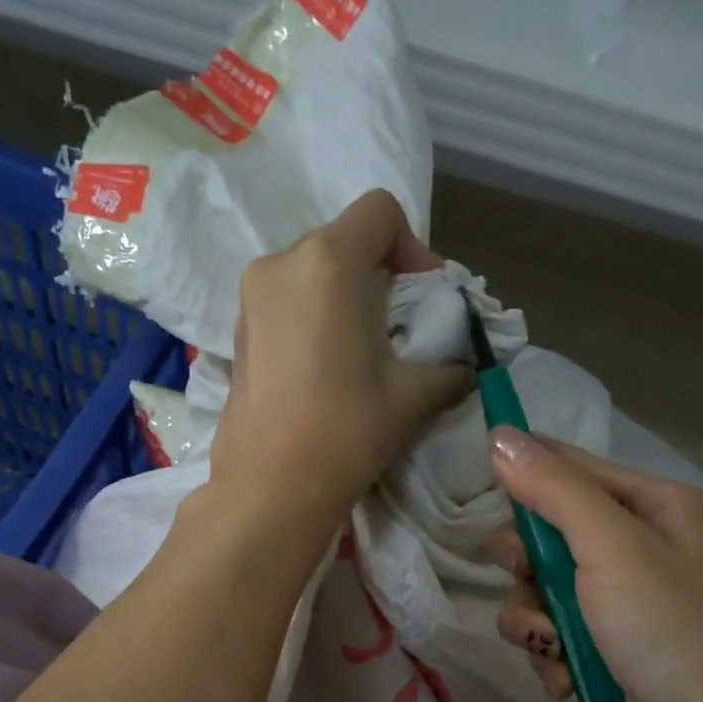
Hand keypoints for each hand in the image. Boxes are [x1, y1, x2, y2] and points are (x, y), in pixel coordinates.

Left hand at [210, 190, 471, 536]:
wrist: (269, 489)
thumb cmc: (345, 433)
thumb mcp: (412, 398)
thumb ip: (449, 367)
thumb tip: (464, 365)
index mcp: (328, 261)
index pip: (381, 212)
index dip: (414, 248)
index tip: (424, 300)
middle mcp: (281, 262)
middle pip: (344, 241)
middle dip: (380, 277)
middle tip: (399, 331)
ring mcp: (251, 297)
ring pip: (312, 273)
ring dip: (345, 300)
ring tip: (362, 355)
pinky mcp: (237, 332)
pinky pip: (286, 303)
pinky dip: (313, 319)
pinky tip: (326, 370)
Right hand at [487, 430, 702, 701]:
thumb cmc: (666, 629)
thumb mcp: (612, 547)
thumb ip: (554, 490)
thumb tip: (500, 435)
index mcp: (662, 509)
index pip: (578, 469)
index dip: (529, 471)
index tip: (483, 476)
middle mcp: (642, 549)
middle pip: (550, 533)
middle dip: (529, 563)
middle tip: (526, 578)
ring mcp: (621, 604)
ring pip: (539, 589)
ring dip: (535, 619)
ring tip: (554, 644)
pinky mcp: (602, 648)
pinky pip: (549, 633)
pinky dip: (550, 653)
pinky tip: (567, 673)